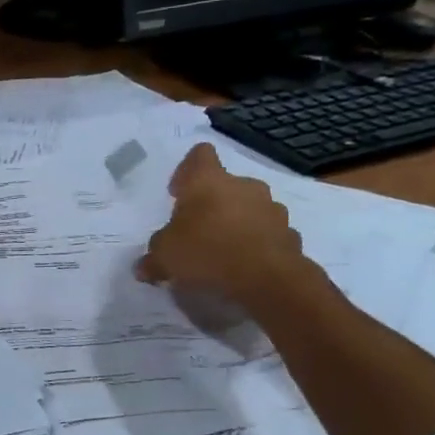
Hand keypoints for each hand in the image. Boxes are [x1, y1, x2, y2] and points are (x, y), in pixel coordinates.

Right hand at [135, 144, 309, 309]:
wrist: (267, 280)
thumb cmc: (206, 253)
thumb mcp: (164, 257)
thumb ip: (154, 257)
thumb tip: (144, 267)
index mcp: (208, 181)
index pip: (199, 155)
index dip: (187, 170)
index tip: (178, 192)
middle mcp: (243, 186)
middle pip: (226, 185)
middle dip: (213, 203)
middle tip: (197, 230)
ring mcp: (272, 208)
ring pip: (249, 208)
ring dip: (237, 223)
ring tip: (222, 252)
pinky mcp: (290, 234)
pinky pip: (267, 234)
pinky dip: (256, 245)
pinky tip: (243, 267)